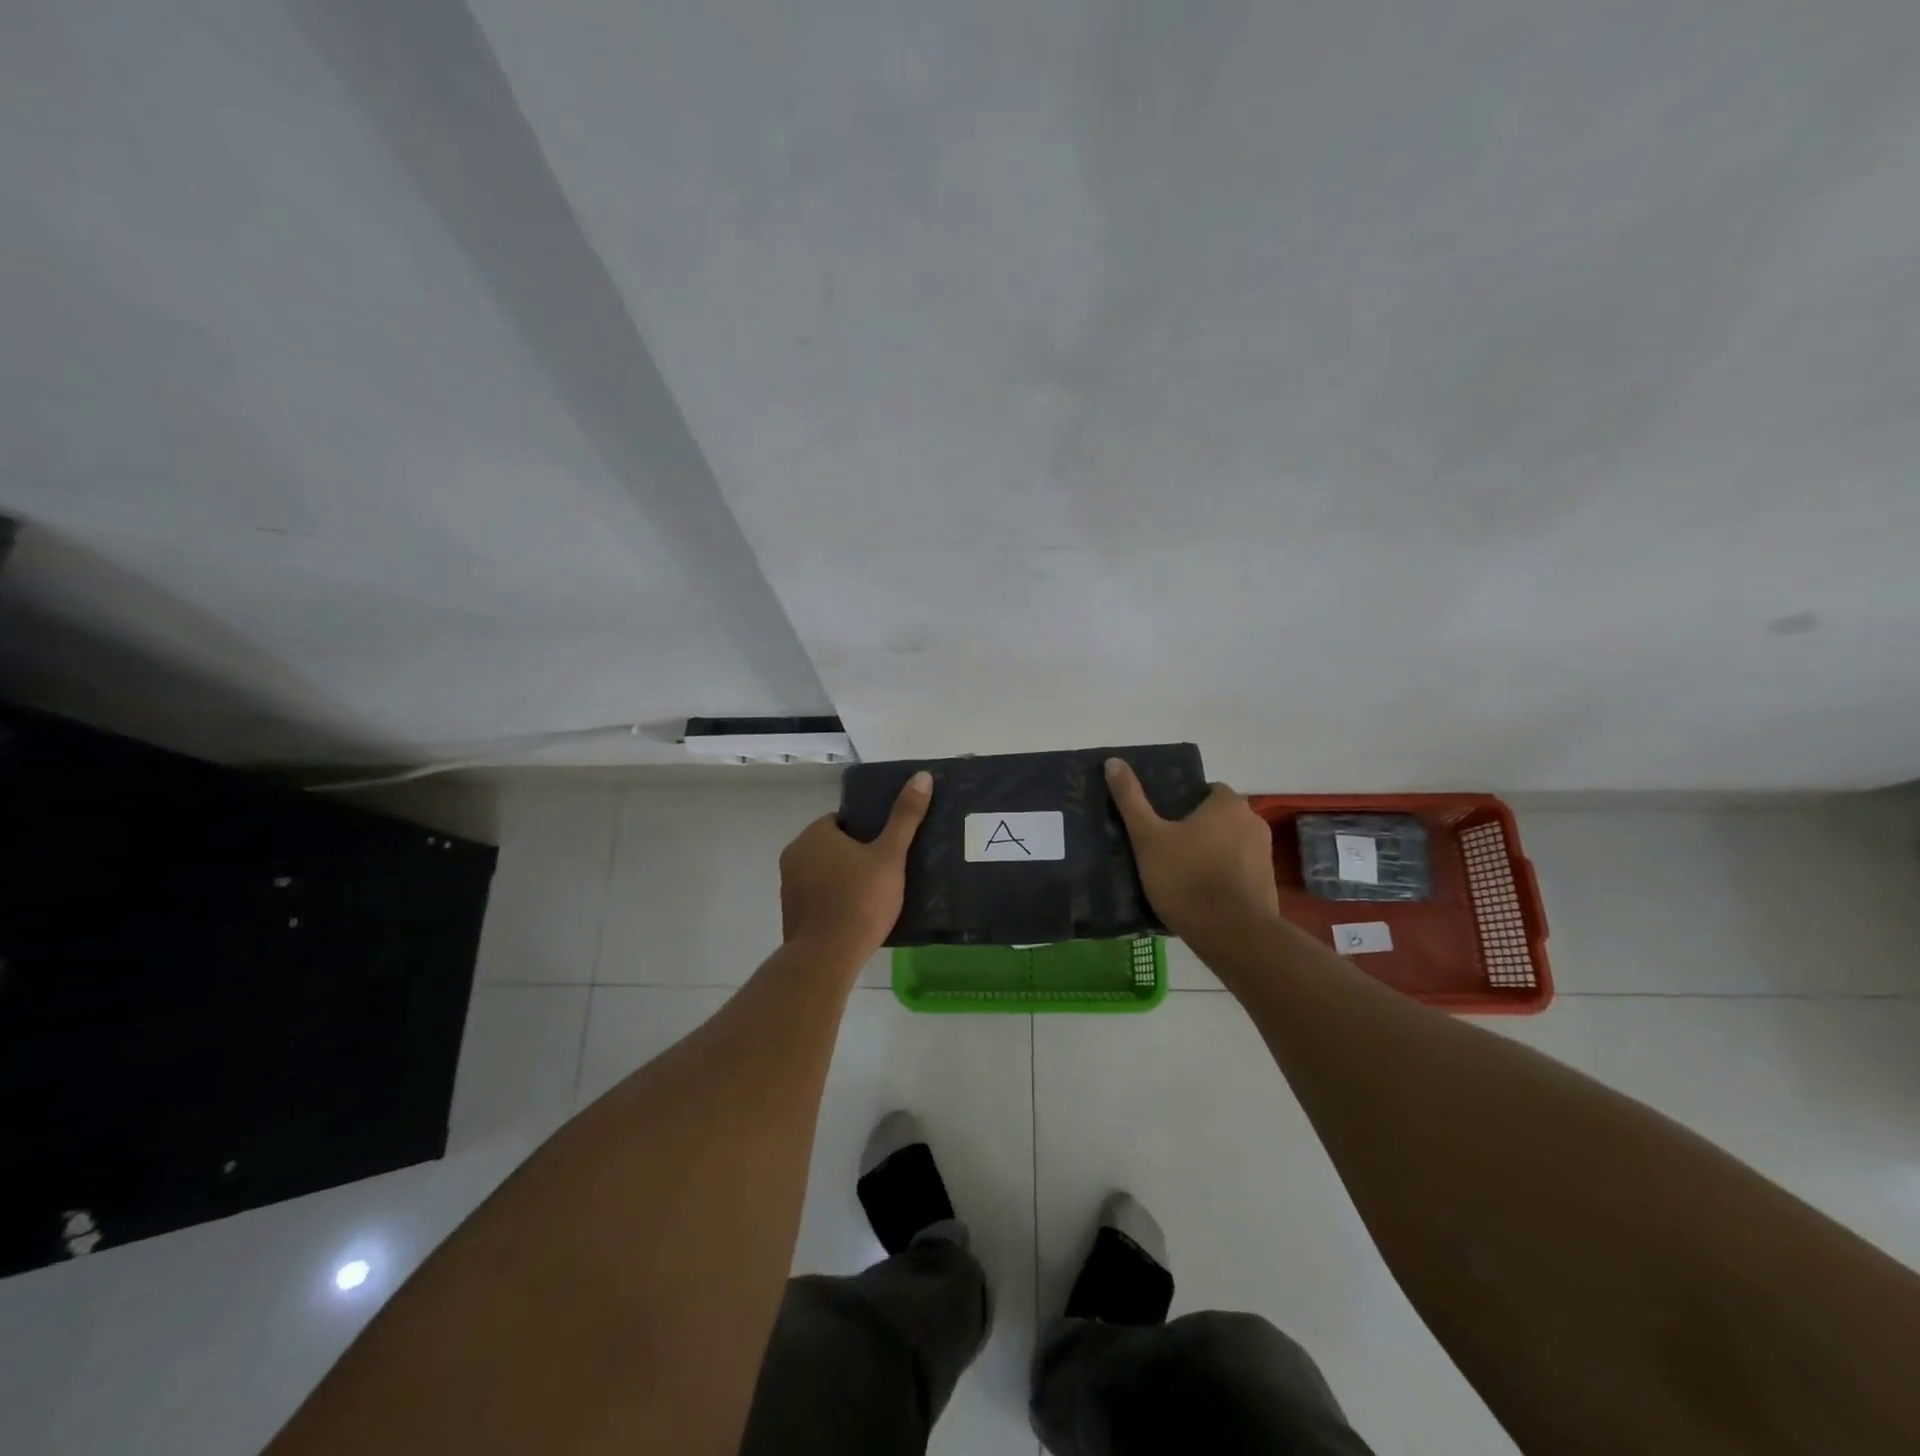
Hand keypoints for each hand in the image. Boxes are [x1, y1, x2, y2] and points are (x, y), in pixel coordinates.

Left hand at [779, 771, 932, 955]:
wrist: (828, 956)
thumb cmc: (860, 899)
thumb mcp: (890, 855)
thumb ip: (905, 817)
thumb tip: (921, 776)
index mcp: (814, 835)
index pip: (841, 821)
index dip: (865, 832)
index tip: (885, 848)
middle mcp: (794, 855)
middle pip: (831, 846)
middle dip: (854, 855)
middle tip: (885, 871)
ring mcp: (788, 887)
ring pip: (823, 872)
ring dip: (843, 879)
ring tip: (874, 895)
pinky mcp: (791, 914)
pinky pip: (817, 897)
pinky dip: (833, 901)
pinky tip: (856, 916)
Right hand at [1105, 758, 1279, 941]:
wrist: (1231, 934)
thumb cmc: (1186, 878)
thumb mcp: (1148, 837)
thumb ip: (1131, 799)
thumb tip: (1113, 761)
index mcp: (1228, 804)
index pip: (1207, 790)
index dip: (1184, 803)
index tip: (1163, 823)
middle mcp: (1254, 822)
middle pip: (1219, 817)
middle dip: (1198, 829)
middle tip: (1166, 848)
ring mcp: (1265, 855)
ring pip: (1230, 845)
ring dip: (1211, 853)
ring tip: (1181, 874)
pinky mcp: (1269, 885)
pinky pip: (1240, 871)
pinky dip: (1223, 877)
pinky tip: (1201, 895)